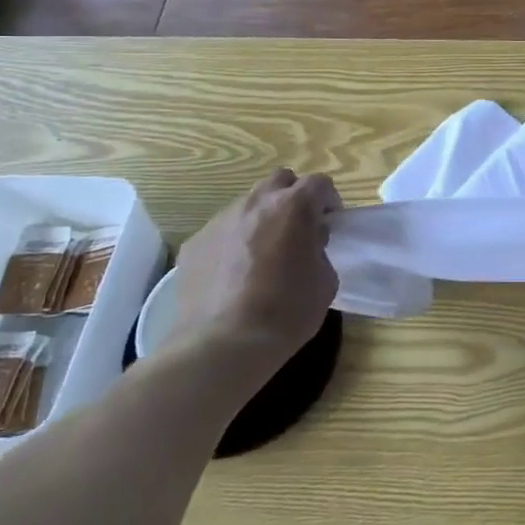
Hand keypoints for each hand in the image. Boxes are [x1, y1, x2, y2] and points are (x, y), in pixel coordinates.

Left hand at [167, 170, 341, 373]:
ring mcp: (220, 220)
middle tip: (297, 229)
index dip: (328, 200)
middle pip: (280, 180)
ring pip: (247, 204)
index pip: (319, 183)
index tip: (330, 223)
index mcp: (294, 207)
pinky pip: (221, 232)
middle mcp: (255, 203)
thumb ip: (319, 251)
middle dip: (292, 197)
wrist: (222, 344)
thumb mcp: (325, 282)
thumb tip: (307, 244)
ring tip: (262, 255)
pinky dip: (232, 243)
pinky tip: (233, 276)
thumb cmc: (285, 312)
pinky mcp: (194, 243)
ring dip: (261, 219)